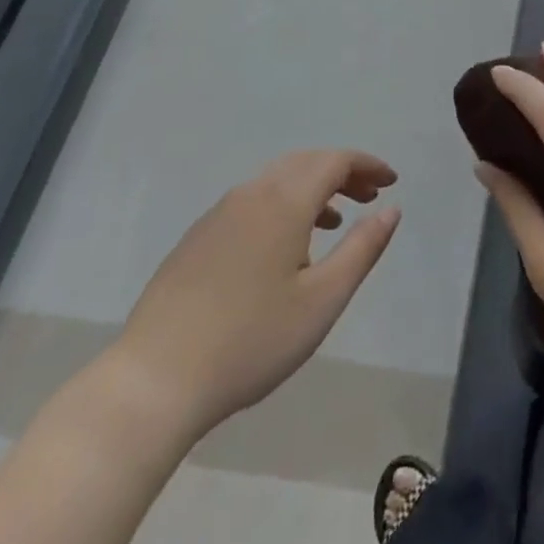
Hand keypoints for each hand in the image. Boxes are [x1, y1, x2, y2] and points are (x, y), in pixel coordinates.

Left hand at [108, 150, 399, 441]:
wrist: (152, 383)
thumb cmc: (250, 341)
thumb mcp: (322, 301)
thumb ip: (362, 249)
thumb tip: (390, 209)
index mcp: (284, 202)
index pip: (335, 161)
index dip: (367, 165)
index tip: (391, 181)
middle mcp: (251, 194)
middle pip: (305, 163)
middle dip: (342, 172)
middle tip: (369, 195)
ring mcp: (218, 215)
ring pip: (276, 180)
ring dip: (311, 188)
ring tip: (334, 220)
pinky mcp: (196, 239)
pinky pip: (251, 201)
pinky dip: (281, 204)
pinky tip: (283, 246)